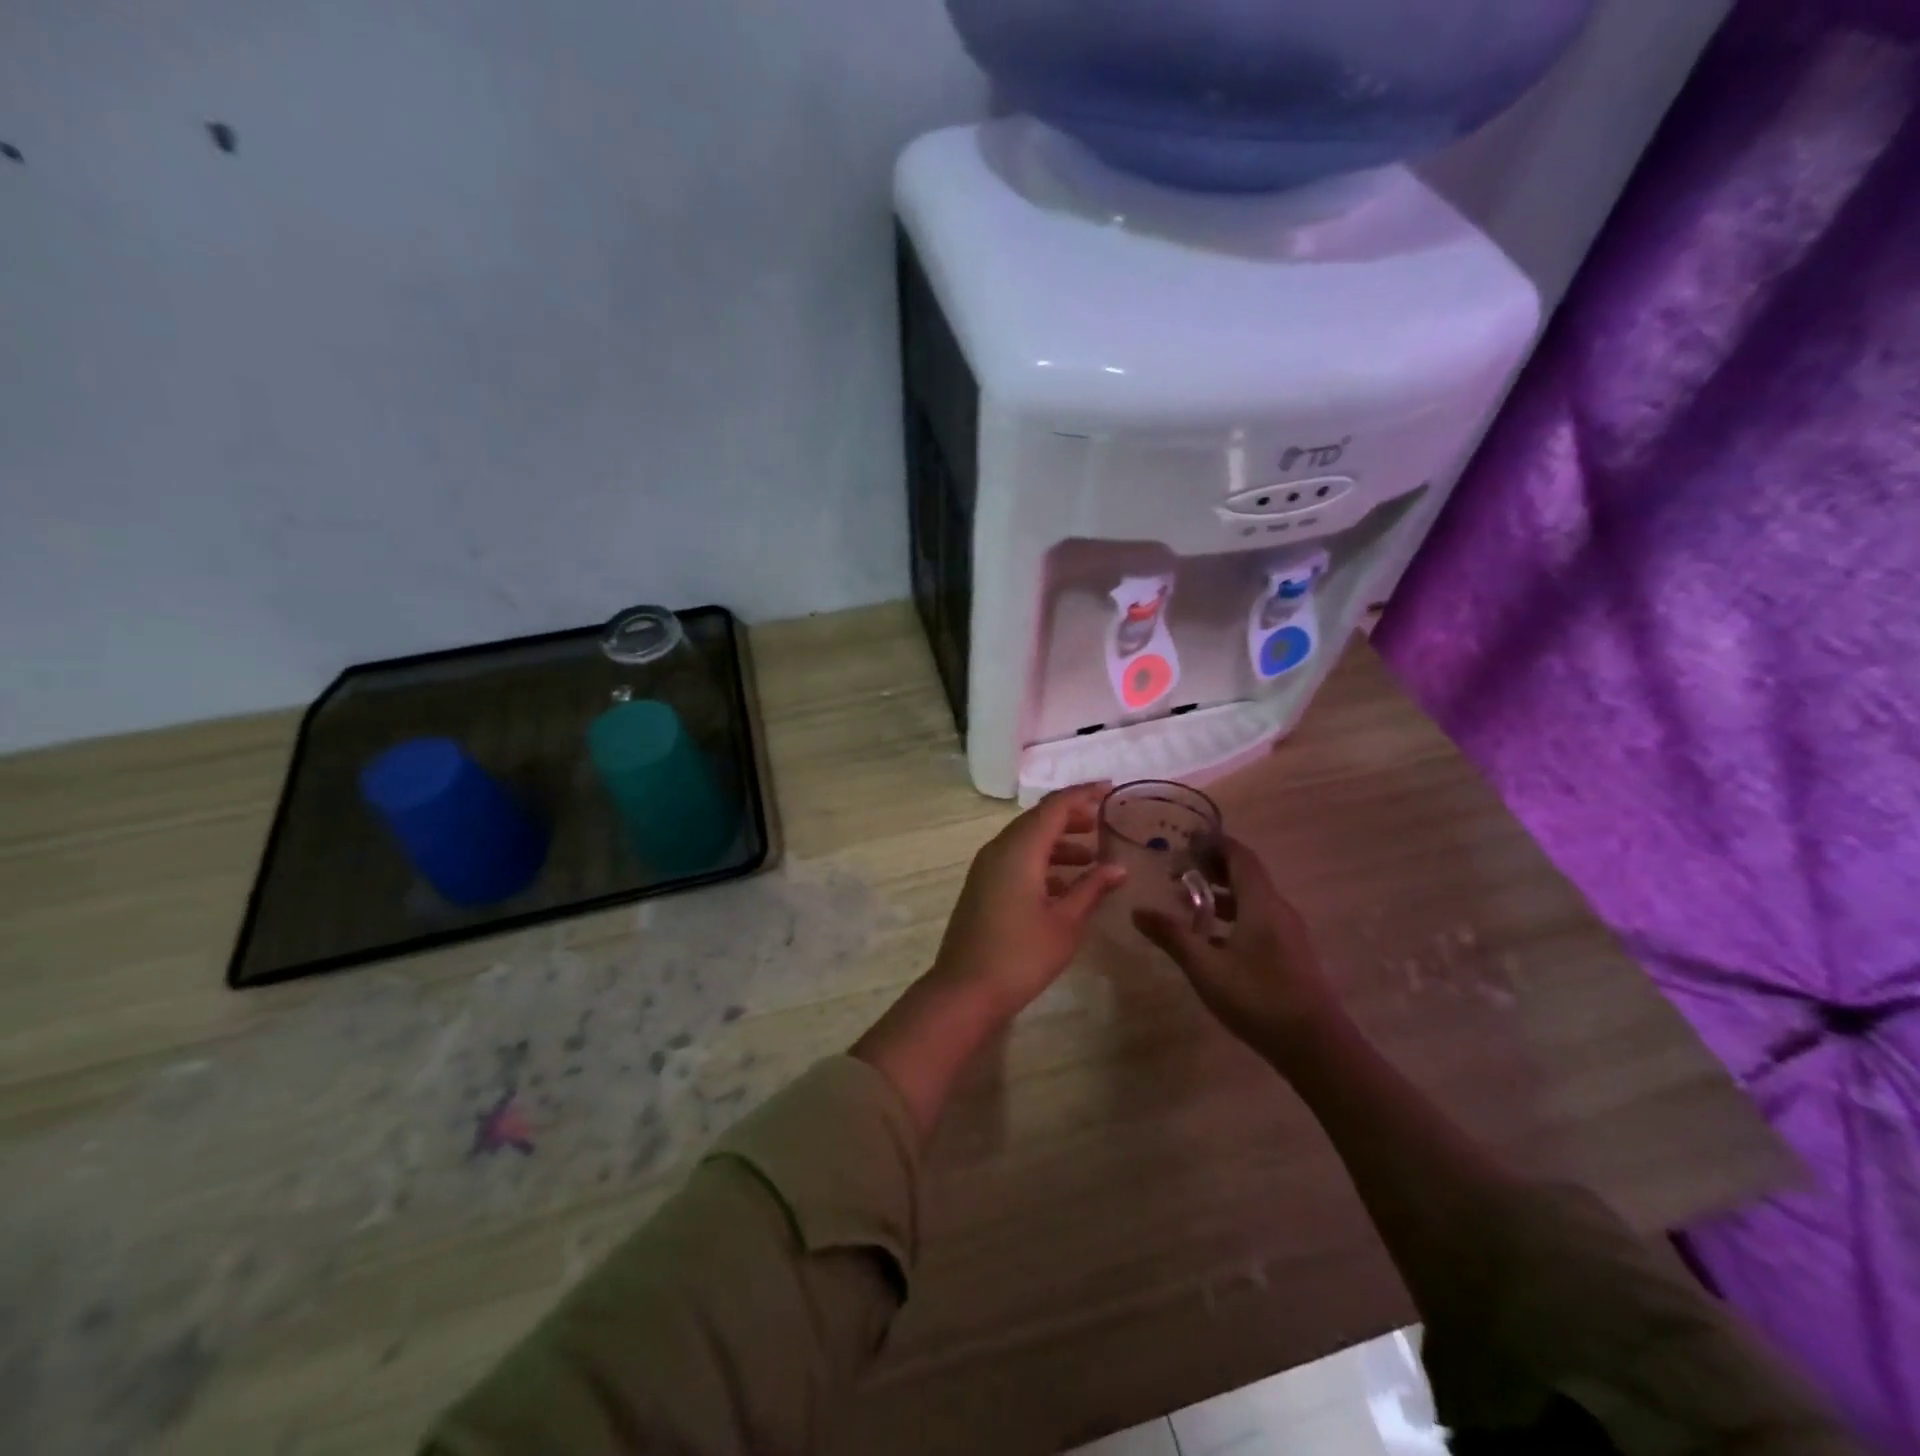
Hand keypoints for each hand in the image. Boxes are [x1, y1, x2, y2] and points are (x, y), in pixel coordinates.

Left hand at [929, 783, 1125, 1018]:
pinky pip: (1016, 859)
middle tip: (1104, 823)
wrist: (965, 990)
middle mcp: (999, 849)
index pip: (1055, 806)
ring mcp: (986, 868)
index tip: (1110, 788)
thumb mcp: (1066, 923)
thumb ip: (1092, 889)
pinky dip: (1042, 862)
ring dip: (1058, 842)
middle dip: (1072, 817)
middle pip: (1038, 819)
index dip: (1083, 794)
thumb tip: (1118, 867)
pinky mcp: (982, 886)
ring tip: (1092, 858)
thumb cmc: (1021, 955)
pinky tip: (1065, 885)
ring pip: (1026, 840)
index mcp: (1020, 849)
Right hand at [1134, 837, 1335, 1049]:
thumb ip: (1172, 936)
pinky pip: (1259, 920)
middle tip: (1179, 870)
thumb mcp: (1205, 967)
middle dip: (1213, 868)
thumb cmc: (1258, 997)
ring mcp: (1288, 933)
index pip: (1239, 856)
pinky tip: (1212, 939)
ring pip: (1252, 900)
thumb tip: (1137, 910)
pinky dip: (1233, 916)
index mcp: (1261, 903)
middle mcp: (1278, 909)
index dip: (1215, 843)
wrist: (1316, 1047)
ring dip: (1221, 895)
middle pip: (1246, 875)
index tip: (1186, 840)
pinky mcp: (1290, 954)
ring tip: (1187, 903)